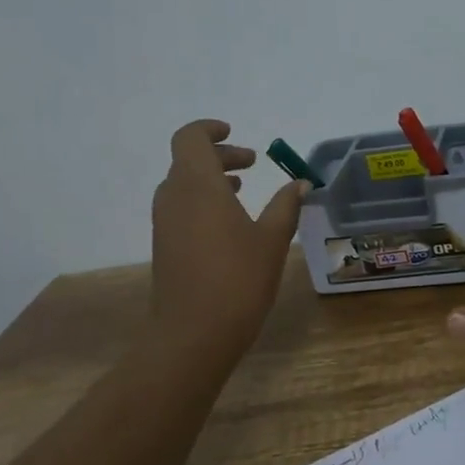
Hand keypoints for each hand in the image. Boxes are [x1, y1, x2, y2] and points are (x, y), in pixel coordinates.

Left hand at [150, 119, 307, 358]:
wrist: (193, 335)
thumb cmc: (238, 279)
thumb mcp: (272, 239)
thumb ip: (286, 205)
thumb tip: (300, 183)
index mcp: (198, 185)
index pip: (190, 138)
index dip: (209, 130)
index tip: (235, 133)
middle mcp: (174, 197)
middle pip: (188, 160)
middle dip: (220, 155)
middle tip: (252, 162)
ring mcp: (165, 223)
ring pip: (183, 185)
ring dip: (211, 179)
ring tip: (243, 190)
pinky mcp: (164, 246)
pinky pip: (181, 208)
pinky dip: (203, 201)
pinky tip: (230, 224)